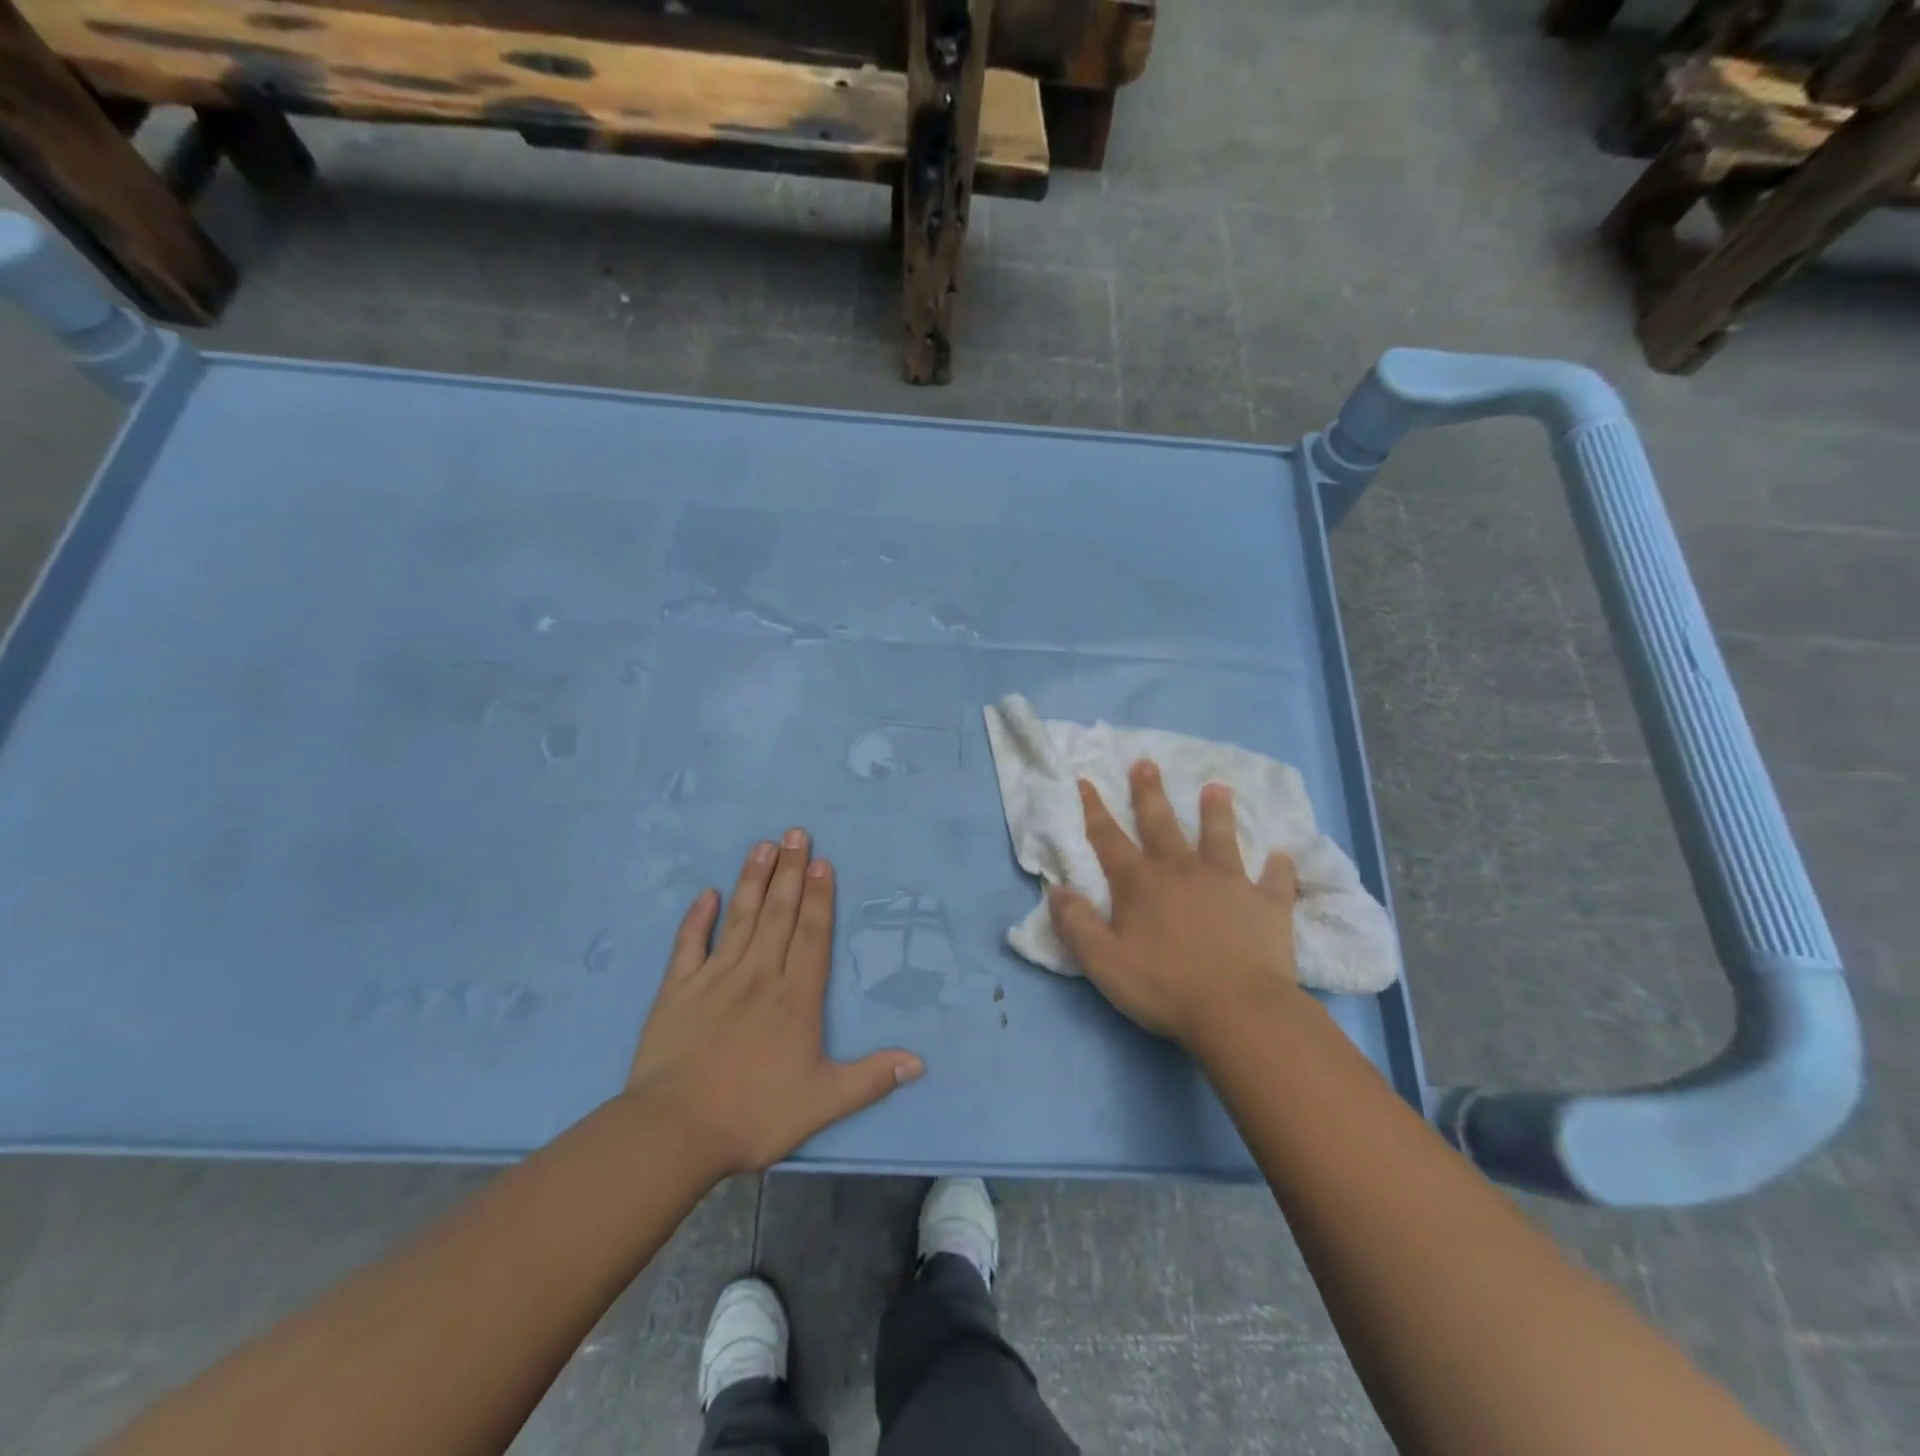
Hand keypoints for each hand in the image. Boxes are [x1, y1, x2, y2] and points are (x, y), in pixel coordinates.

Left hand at [627, 829, 922, 1175]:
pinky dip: (698, 917)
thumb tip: (919, 1062)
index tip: (821, 862)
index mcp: (795, 997)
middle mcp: (758, 975)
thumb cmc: (754, 1114)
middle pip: (778, 914)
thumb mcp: (823, 1102)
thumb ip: (871, 1078)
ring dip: (753, 880)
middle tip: (796, 833)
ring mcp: (715, 978)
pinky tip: (707, 893)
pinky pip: (690, 944)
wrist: (675, 1131)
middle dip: (790, 872)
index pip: (812, 935)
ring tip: (763, 845)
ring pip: (740, 918)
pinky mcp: (677, 989)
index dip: (819, 897)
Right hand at [1047, 761, 1307, 1049]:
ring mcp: (1228, 883)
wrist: (1239, 1011)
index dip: (1094, 810)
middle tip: (1146, 763)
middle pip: (1161, 824)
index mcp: (1140, 884)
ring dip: (1216, 812)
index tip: (1087, 780)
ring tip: (1217, 787)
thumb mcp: (1103, 962)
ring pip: (1220, 838)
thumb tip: (1056, 889)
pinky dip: (1278, 868)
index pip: (1109, 839)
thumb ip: (1076, 924)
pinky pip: (1274, 880)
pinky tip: (1283, 856)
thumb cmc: (1164, 986)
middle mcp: (1182, 871)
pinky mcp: (1266, 904)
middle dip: (1149, 793)